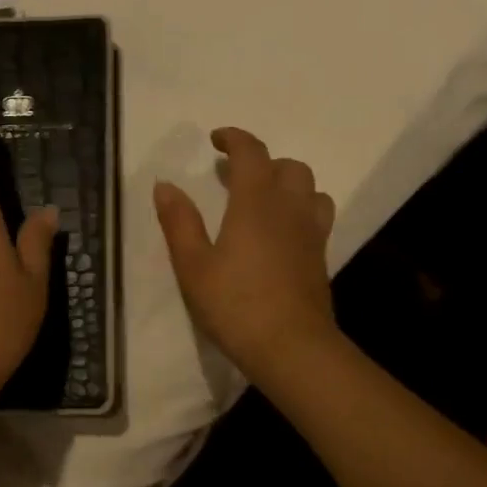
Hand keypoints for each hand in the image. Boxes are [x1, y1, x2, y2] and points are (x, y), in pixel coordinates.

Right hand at [154, 127, 337, 386]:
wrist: (291, 347)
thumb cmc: (235, 304)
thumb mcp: (193, 265)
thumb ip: (179, 222)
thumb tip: (165, 184)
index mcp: (256, 202)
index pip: (252, 153)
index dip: (234, 139)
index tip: (216, 140)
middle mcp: (290, 208)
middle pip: (288, 166)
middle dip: (262, 162)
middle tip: (235, 176)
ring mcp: (311, 233)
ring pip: (310, 189)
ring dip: (287, 184)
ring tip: (263, 201)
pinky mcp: (321, 257)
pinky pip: (316, 216)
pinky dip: (299, 209)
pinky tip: (280, 233)